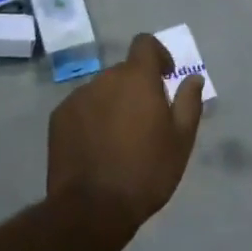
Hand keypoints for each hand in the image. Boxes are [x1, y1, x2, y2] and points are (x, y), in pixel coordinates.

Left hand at [47, 34, 204, 235]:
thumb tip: (192, 78)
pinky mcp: (58, 118)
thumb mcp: (181, 141)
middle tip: (146, 122)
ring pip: (101, 91)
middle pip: (123, 72)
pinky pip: (81, 108)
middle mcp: (104, 79)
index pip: (144, 43)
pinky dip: (92, 119)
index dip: (158, 55)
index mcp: (136, 78)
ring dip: (113, 104)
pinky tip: (97, 149)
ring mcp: (77, 98)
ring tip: (119, 140)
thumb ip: (188, 103)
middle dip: (136, 88)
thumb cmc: (146, 172)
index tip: (165, 77)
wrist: (92, 207)